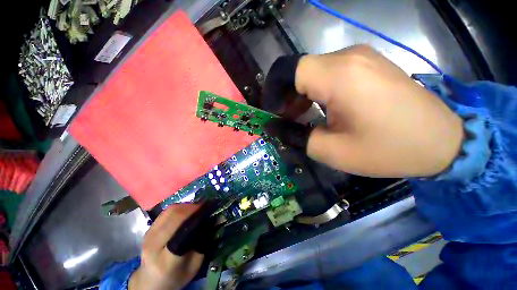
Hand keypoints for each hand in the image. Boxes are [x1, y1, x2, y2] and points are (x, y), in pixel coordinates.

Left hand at [129, 204, 202, 289]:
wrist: (151, 281)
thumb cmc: (176, 276)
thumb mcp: (195, 265)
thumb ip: (204, 243)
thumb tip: (213, 220)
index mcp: (166, 260)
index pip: (182, 231)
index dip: (196, 216)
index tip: (209, 209)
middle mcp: (154, 244)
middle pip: (175, 216)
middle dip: (192, 208)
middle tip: (204, 207)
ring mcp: (148, 235)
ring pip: (170, 210)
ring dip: (186, 206)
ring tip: (196, 209)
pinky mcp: (148, 229)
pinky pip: (166, 212)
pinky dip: (179, 208)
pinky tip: (186, 212)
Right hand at [267, 45, 463, 176]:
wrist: (441, 141)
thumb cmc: (387, 149)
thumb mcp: (330, 150)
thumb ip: (295, 136)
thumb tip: (273, 127)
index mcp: (338, 76)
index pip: (287, 71)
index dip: (272, 92)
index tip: (272, 114)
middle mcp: (347, 57)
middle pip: (297, 70)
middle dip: (284, 96)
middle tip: (285, 120)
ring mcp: (359, 58)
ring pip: (311, 72)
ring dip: (299, 95)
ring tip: (300, 117)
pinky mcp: (366, 65)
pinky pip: (328, 73)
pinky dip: (315, 91)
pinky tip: (319, 109)